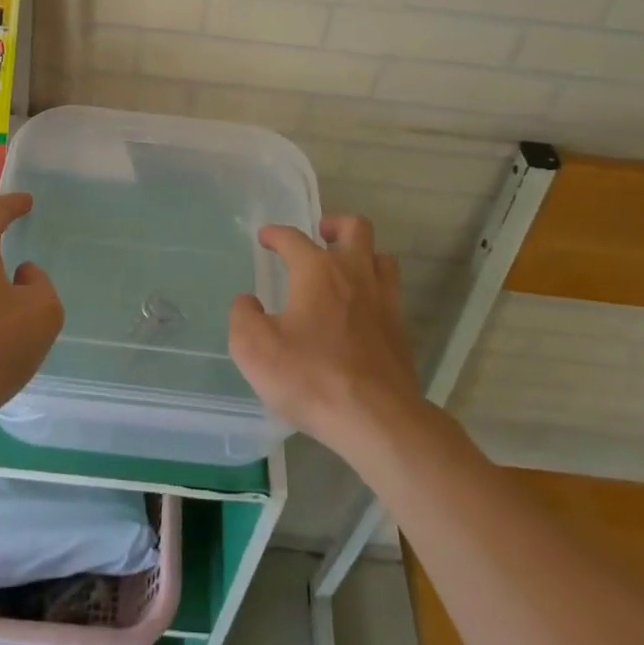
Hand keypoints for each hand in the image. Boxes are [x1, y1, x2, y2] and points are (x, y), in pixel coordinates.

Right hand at [228, 215, 422, 455]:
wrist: (377, 420)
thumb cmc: (311, 378)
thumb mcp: (255, 349)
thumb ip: (243, 317)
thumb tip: (247, 302)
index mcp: (317, 271)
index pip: (293, 238)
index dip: (276, 234)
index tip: (266, 237)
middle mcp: (354, 274)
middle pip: (355, 228)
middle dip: (335, 224)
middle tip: (320, 235)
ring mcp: (383, 301)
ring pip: (381, 257)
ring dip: (363, 254)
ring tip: (345, 268)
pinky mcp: (400, 331)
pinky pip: (391, 293)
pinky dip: (376, 290)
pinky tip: (362, 310)